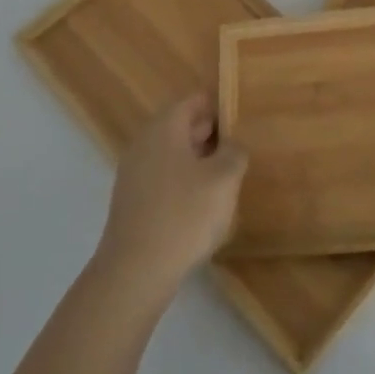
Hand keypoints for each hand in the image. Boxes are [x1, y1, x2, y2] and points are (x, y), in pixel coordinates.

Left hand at [93, 96, 247, 307]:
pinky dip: (183, 183)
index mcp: (165, 127)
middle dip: (210, 135)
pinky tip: (202, 207)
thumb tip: (232, 145)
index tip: (242, 118)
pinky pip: (163, 180)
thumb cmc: (184, 214)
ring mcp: (134, 173)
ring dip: (198, 162)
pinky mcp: (132, 202)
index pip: (194, 101)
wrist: (135, 272)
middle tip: (239, 148)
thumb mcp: (224, 179)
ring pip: (173, 155)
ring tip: (226, 179)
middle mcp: (144, 143)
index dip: (219, 106)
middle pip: (181, 126)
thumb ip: (234, 153)